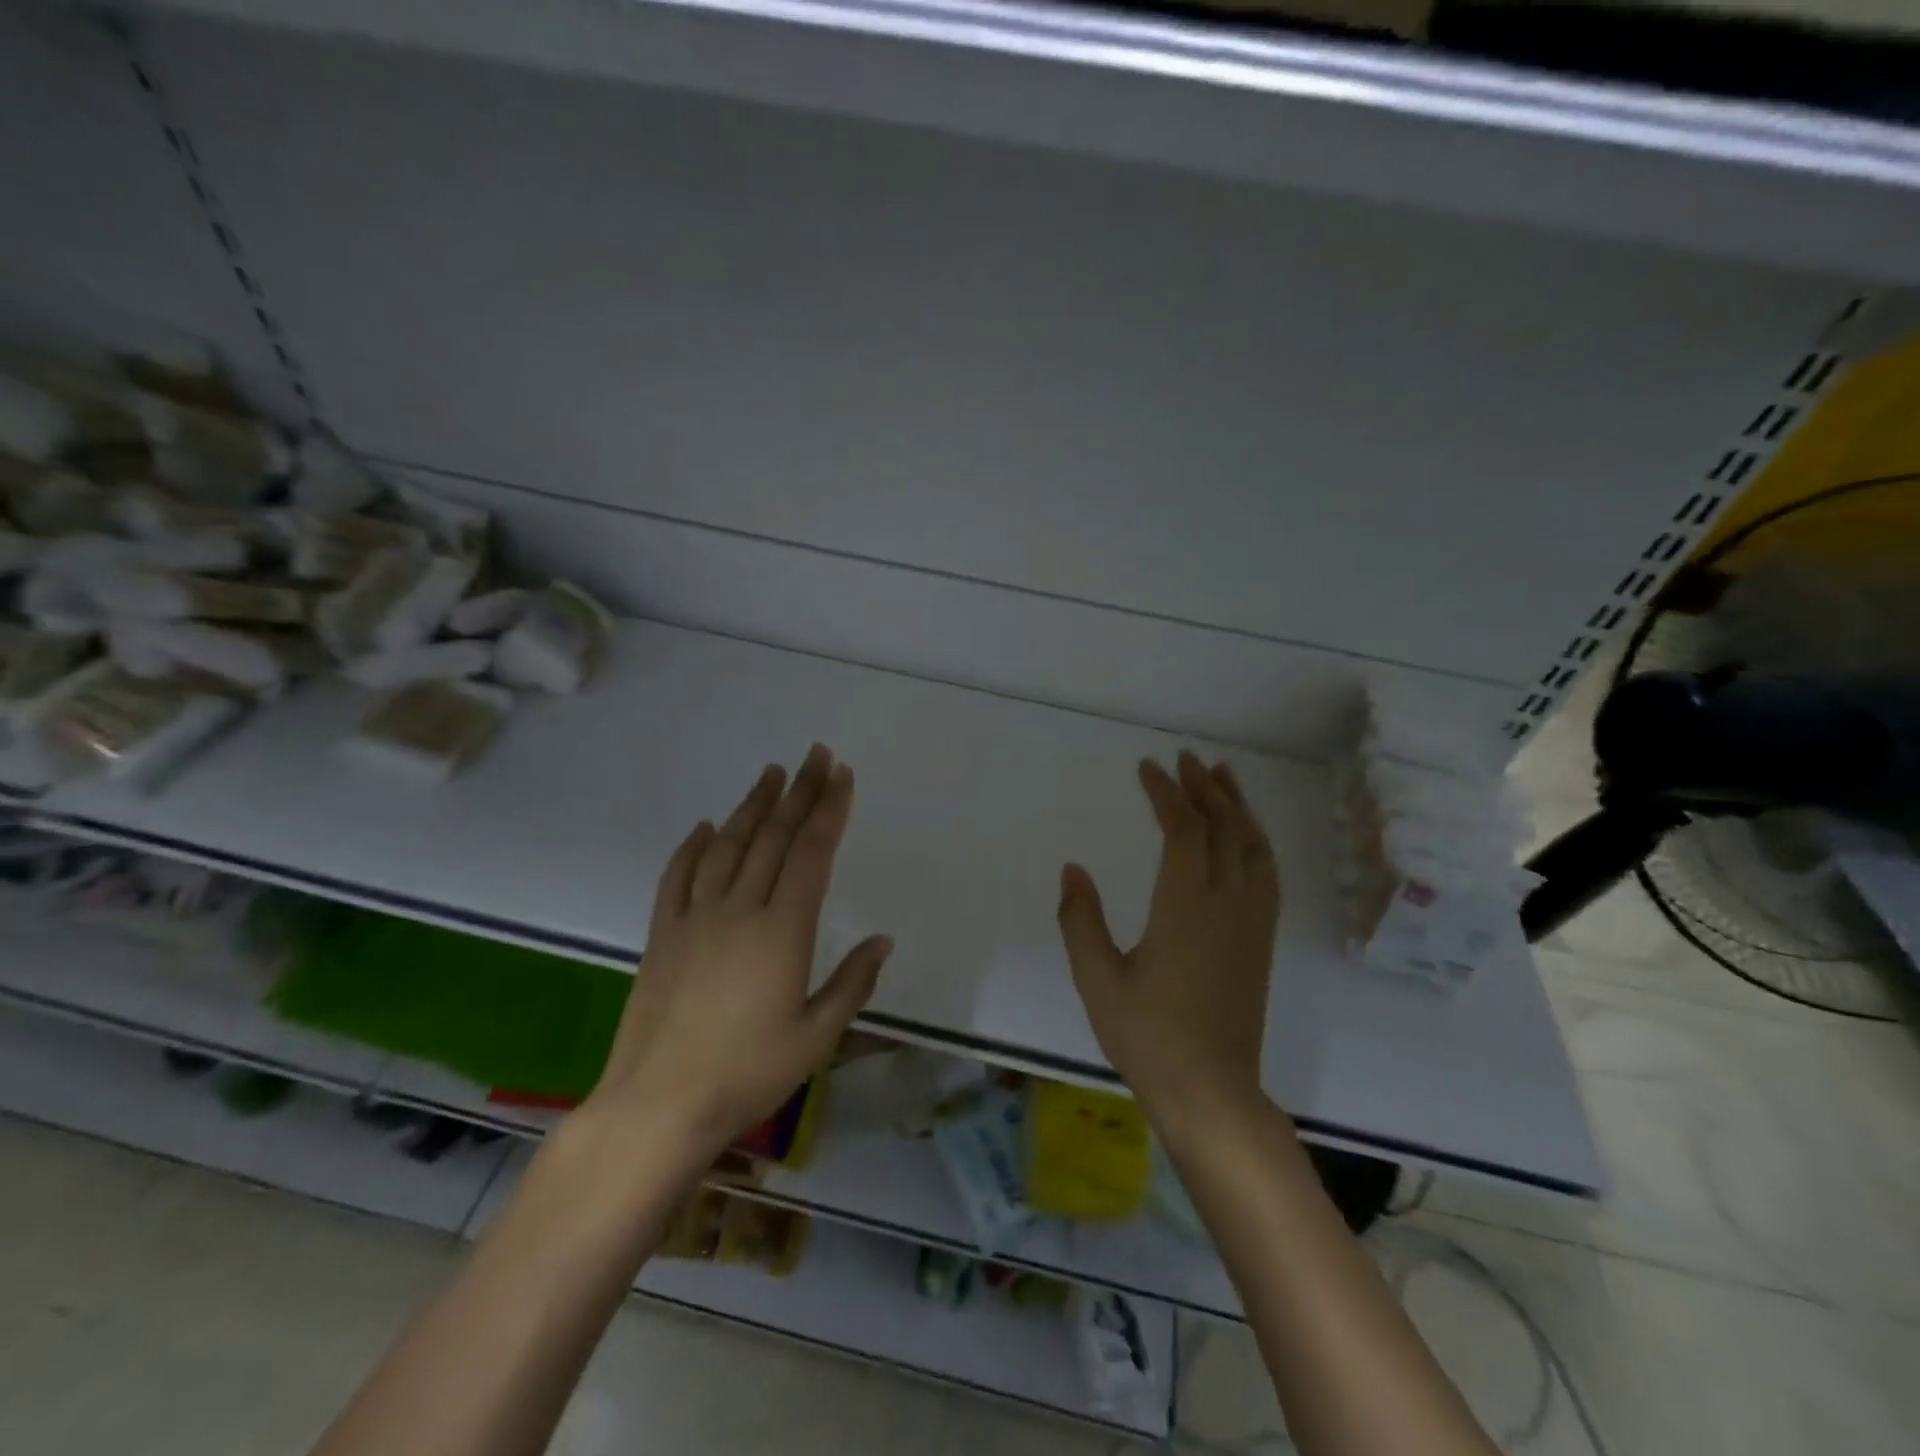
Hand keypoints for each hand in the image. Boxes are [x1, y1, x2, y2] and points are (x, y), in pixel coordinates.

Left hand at [582, 744, 892, 1159]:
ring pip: (728, 846)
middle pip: (774, 837)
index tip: (841, 775)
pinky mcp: (662, 935)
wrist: (658, 1106)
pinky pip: (678, 878)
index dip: (829, 809)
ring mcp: (696, 918)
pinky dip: (692, 848)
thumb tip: (882, 940)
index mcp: (783, 930)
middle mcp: (740, 910)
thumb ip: (852, 983)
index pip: (812, 853)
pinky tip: (704, 827)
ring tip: (770, 774)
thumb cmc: (748, 1074)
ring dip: (752, 807)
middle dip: (798, 792)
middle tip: (814, 755)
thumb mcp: (816, 1037)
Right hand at [1057, 750, 1279, 1126]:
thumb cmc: (1147, 1035)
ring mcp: (1251, 921)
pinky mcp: (1261, 940)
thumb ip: (1080, 920)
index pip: (1184, 830)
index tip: (1148, 769)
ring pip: (1253, 846)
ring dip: (1238, 806)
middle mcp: (1227, 903)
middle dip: (1206, 788)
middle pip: (1224, 827)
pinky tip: (1248, 836)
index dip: (1168, 793)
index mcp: (1186, 906)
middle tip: (1187, 758)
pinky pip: (1267, 873)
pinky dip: (1257, 840)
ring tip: (1224, 777)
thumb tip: (1072, 869)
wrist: (1211, 1090)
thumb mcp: (1097, 979)